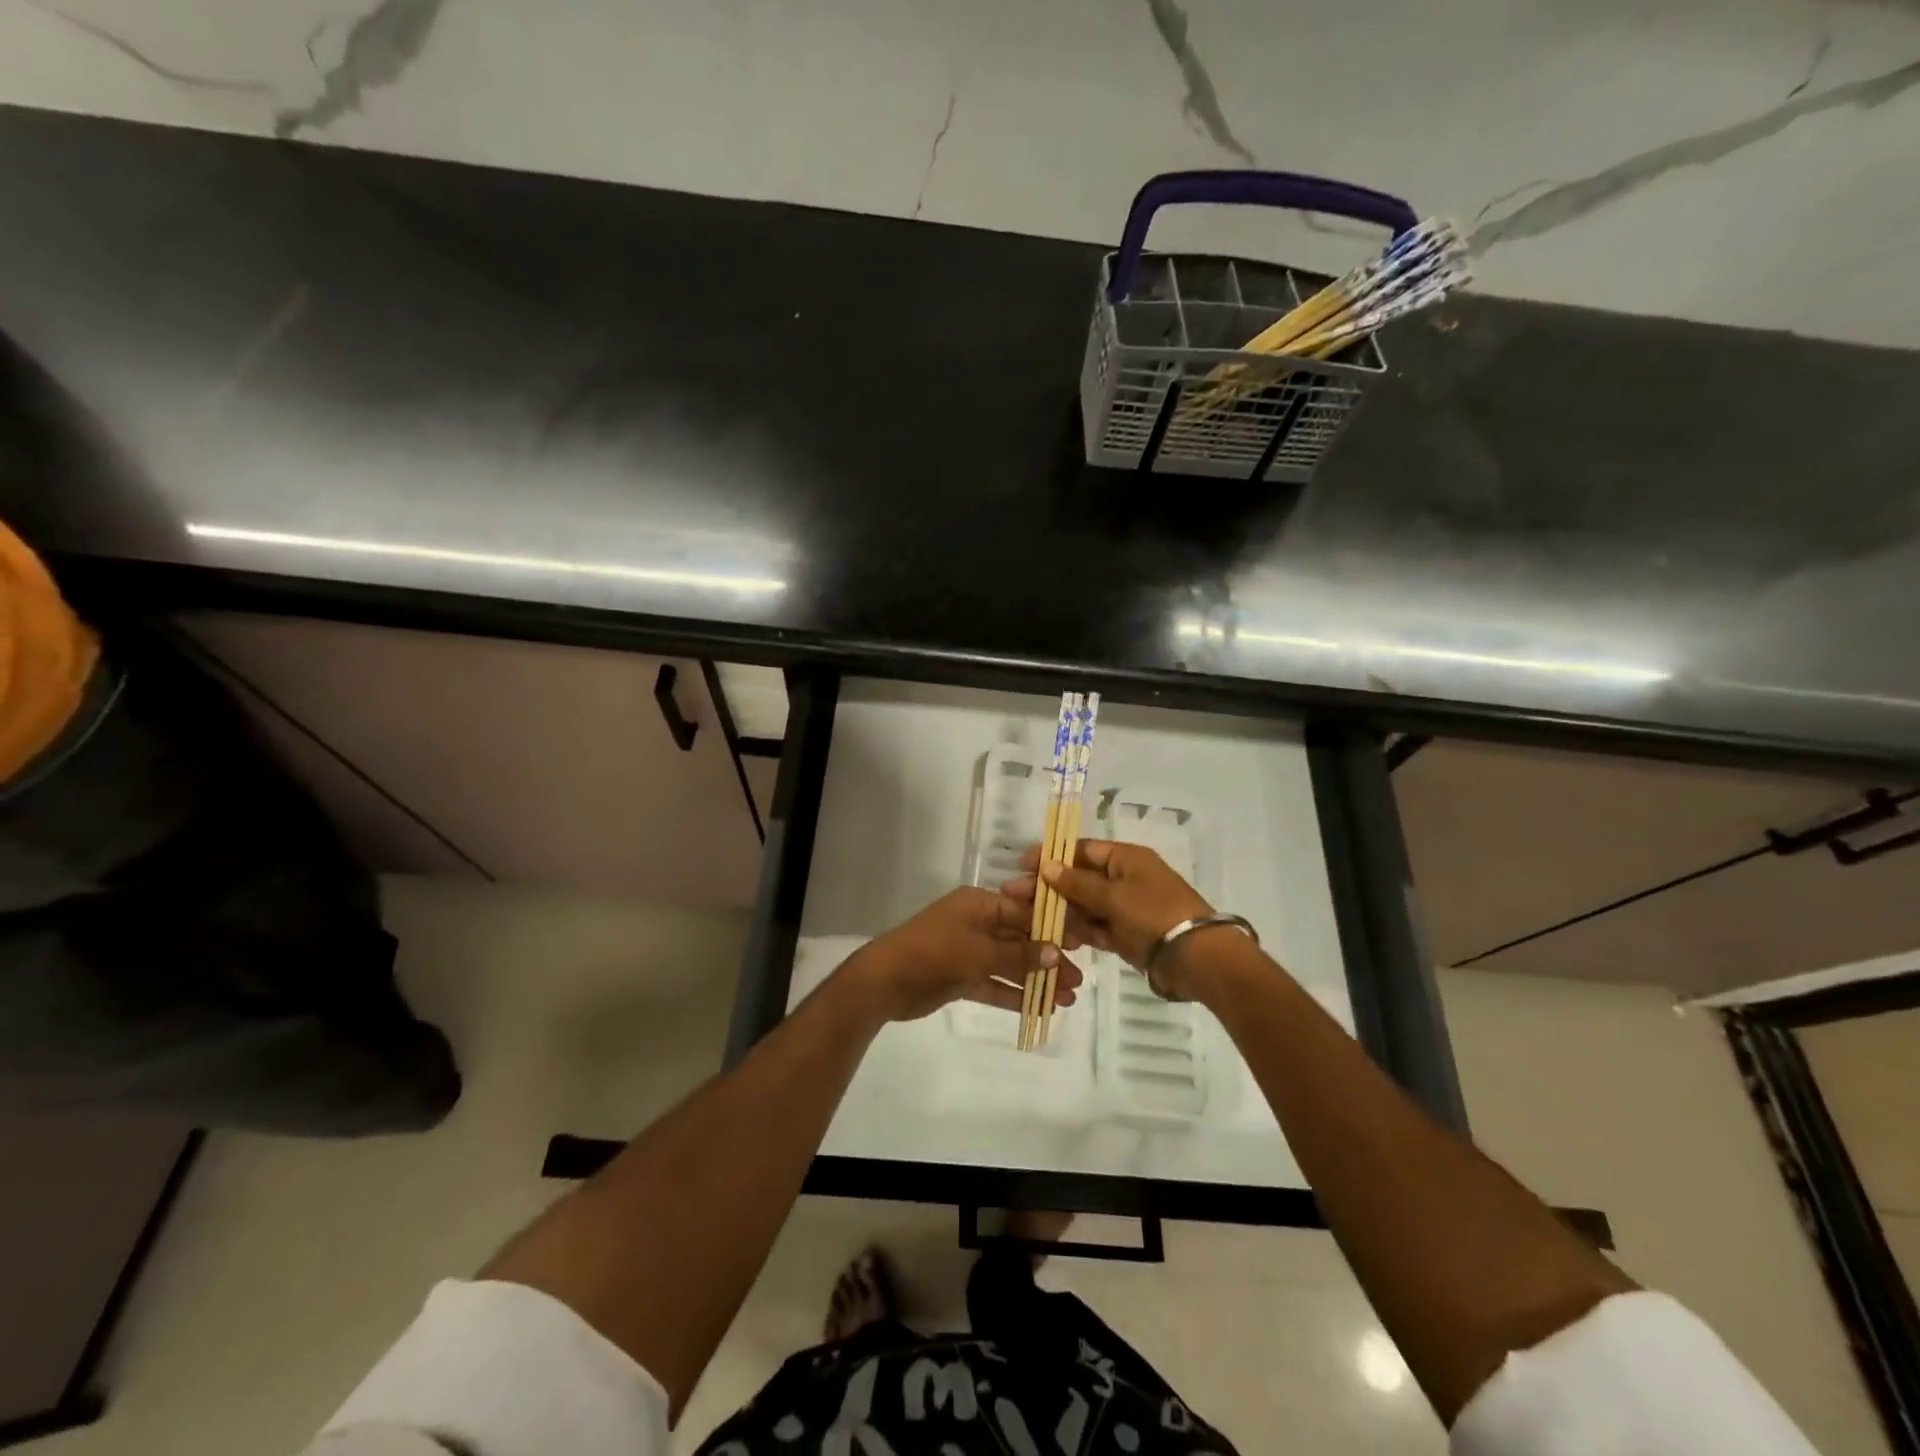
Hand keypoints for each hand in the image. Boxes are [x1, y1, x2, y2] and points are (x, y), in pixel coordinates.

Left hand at [838, 887, 1083, 1024]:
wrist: (885, 981)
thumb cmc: (934, 953)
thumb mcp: (979, 952)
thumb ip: (1018, 955)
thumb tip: (1056, 953)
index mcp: (980, 904)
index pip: (1025, 912)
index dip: (1053, 928)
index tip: (1081, 945)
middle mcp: (977, 923)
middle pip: (1020, 940)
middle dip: (1048, 960)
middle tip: (1077, 982)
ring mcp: (968, 951)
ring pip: (1010, 965)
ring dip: (1036, 980)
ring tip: (1066, 1000)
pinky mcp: (961, 977)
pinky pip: (994, 984)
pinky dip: (1014, 995)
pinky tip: (1040, 1009)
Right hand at [1009, 842, 1213, 994]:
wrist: (1197, 959)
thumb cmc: (1155, 915)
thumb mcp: (1113, 896)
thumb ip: (1077, 883)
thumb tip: (1046, 865)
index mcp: (1126, 858)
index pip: (1082, 850)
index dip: (1052, 856)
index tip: (1023, 865)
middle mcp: (1125, 878)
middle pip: (1080, 878)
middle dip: (1050, 887)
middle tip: (1016, 896)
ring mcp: (1126, 907)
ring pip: (1085, 905)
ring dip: (1061, 911)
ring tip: (1031, 921)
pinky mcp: (1127, 933)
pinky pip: (1096, 927)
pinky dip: (1080, 931)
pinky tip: (1058, 938)